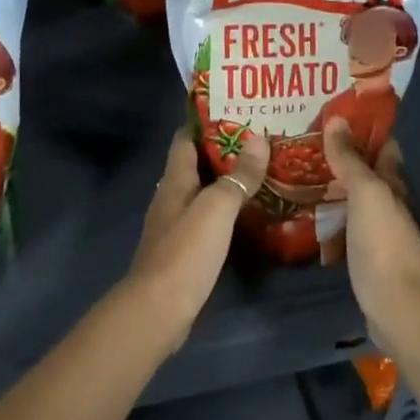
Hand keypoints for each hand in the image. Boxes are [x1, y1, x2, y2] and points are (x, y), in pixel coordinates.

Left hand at [122, 129, 266, 353]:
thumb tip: (259, 138)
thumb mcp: (217, 208)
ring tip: (262, 170)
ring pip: (203, 192)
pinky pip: (207, 219)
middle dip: (224, 150)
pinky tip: (249, 213)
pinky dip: (226, 210)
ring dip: (227, 180)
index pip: (185, 138)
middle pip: (196, 164)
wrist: (158, 310)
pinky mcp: (184, 251)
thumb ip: (238, 176)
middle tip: (260, 139)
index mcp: (174, 180)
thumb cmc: (185, 251)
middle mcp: (172, 197)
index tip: (235, 108)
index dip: (205, 121)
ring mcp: (175, 225)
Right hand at [323, 121, 419, 400]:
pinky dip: (330, 215)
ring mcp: (379, 231)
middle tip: (306, 141)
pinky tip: (309, 214)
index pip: (383, 146)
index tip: (334, 112)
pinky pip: (345, 225)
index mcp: (394, 184)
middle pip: (367, 172)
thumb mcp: (366, 194)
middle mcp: (390, 204)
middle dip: (343, 156)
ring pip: (354, 199)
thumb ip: (350, 159)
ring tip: (299, 172)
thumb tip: (337, 119)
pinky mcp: (366, 256)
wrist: (397, 309)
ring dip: (333, 185)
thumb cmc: (384, 244)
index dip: (364, 128)